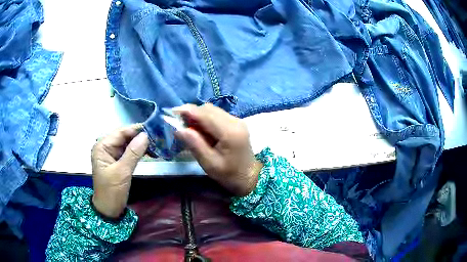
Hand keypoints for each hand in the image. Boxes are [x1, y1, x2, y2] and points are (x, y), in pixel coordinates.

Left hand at [91, 124, 148, 217]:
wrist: (109, 210)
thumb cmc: (111, 191)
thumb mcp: (122, 172)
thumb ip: (133, 153)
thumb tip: (146, 136)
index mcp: (102, 146)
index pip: (120, 132)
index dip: (136, 129)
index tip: (153, 128)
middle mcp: (106, 147)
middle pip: (124, 137)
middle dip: (140, 137)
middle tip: (158, 137)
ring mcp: (112, 155)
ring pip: (128, 144)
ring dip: (141, 144)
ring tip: (156, 144)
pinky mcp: (118, 162)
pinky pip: (129, 153)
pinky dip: (138, 152)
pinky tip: (150, 152)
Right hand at [175, 104, 262, 196]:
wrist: (250, 177)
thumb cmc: (229, 175)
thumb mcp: (209, 164)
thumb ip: (194, 144)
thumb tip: (178, 128)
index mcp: (229, 132)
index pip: (205, 114)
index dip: (187, 111)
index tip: (172, 113)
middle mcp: (235, 121)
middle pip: (208, 109)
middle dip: (191, 113)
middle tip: (179, 124)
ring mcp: (237, 120)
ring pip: (212, 110)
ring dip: (198, 116)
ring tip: (189, 128)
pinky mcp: (237, 123)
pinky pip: (217, 115)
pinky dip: (206, 119)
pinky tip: (201, 130)